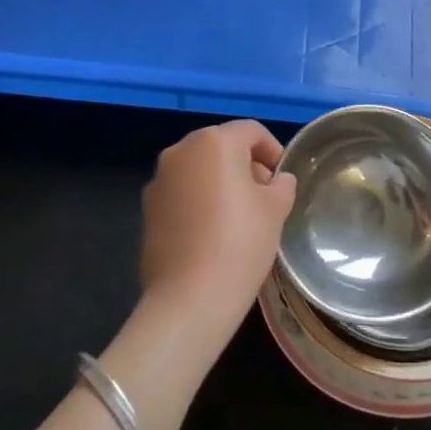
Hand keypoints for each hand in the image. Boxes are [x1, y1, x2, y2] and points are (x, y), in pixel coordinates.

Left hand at [138, 120, 296, 344]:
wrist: (190, 297)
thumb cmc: (240, 243)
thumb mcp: (276, 209)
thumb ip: (281, 184)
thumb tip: (277, 179)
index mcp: (214, 142)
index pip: (251, 131)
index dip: (273, 150)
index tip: (282, 179)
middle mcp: (181, 151)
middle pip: (221, 146)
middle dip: (245, 165)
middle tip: (264, 197)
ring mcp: (159, 179)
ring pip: (199, 169)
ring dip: (220, 182)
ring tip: (239, 216)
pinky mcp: (148, 208)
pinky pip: (182, 192)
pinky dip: (199, 200)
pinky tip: (212, 232)